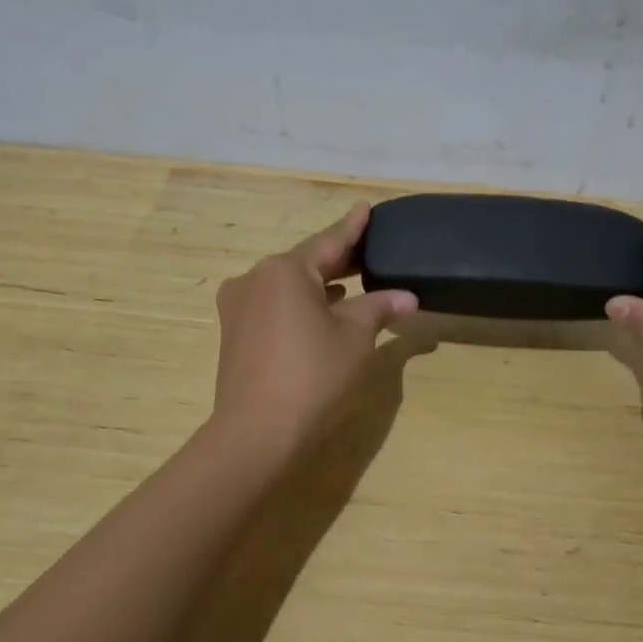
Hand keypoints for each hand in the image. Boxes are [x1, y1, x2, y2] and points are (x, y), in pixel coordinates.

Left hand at [210, 203, 417, 458]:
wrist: (257, 433)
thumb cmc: (312, 375)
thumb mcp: (355, 337)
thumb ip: (379, 308)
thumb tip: (407, 297)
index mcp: (285, 270)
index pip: (329, 241)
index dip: (353, 227)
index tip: (365, 208)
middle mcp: (256, 278)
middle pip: (306, 261)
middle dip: (339, 259)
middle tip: (369, 249)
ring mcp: (240, 305)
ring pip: (289, 284)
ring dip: (320, 283)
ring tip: (352, 280)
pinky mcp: (235, 331)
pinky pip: (275, 304)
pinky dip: (301, 303)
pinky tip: (322, 310)